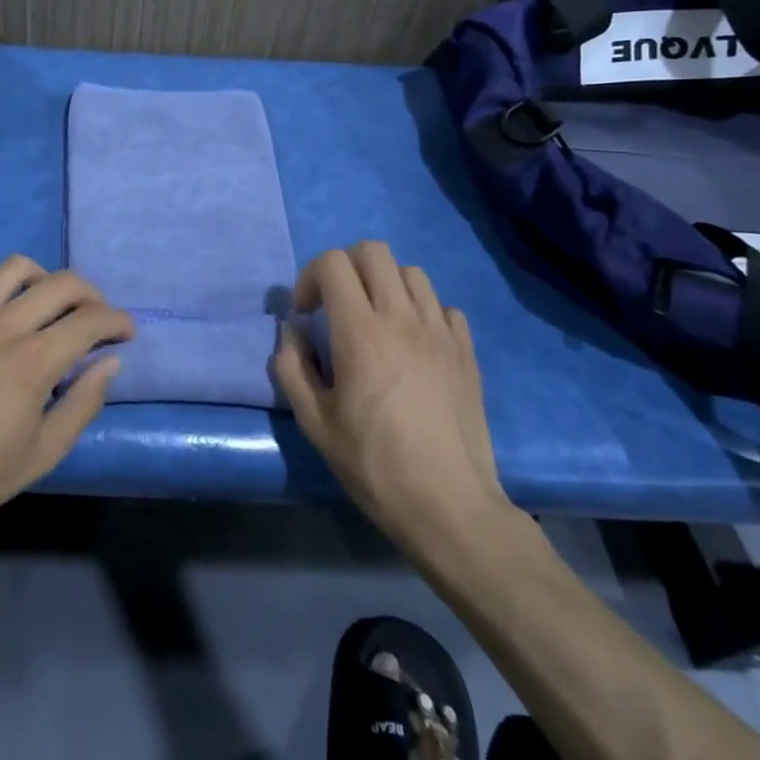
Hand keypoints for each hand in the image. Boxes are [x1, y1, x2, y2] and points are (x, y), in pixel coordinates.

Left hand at [0, 256, 131, 548]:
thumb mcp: (41, 454)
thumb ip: (82, 403)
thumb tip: (109, 363)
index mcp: (33, 361)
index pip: (91, 320)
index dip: (117, 322)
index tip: (125, 332)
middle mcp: (2, 325)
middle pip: (62, 283)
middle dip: (92, 295)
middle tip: (96, 317)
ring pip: (17, 268)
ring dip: (44, 280)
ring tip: (48, 304)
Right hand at [271, 241, 521, 566]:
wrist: (450, 507)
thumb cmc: (374, 466)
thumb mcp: (315, 423)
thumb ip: (292, 367)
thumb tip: (293, 331)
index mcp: (361, 332)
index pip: (333, 263)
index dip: (310, 277)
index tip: (306, 312)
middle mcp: (402, 318)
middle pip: (372, 251)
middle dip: (345, 267)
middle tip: (336, 305)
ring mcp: (440, 332)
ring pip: (410, 272)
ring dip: (385, 284)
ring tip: (376, 320)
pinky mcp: (466, 351)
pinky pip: (443, 306)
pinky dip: (421, 310)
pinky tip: (414, 343)